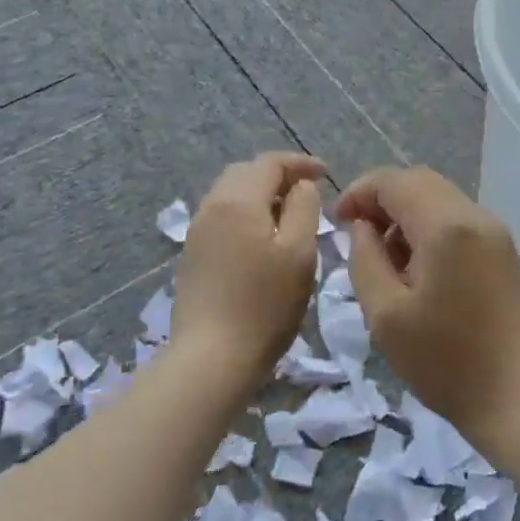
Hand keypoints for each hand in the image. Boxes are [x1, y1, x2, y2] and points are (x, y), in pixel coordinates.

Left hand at [172, 151, 324, 387]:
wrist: (211, 357)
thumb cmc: (265, 303)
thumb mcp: (299, 252)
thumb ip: (304, 208)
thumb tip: (301, 186)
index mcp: (238, 200)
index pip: (270, 162)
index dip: (300, 163)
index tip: (327, 173)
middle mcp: (212, 206)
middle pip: (246, 173)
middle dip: (278, 175)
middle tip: (308, 192)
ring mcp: (197, 231)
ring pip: (231, 194)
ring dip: (261, 194)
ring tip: (288, 215)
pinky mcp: (192, 255)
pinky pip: (222, 217)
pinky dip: (246, 213)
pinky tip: (262, 238)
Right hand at [334, 166, 519, 446]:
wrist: (518, 401)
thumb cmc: (445, 362)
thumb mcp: (385, 315)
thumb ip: (365, 259)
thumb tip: (362, 227)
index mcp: (447, 226)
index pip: (395, 181)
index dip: (359, 192)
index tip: (337, 222)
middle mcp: (476, 216)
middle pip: (420, 182)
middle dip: (383, 200)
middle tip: (358, 236)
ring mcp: (496, 233)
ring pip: (440, 199)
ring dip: (407, 215)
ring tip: (386, 260)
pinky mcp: (505, 252)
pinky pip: (459, 221)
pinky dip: (430, 229)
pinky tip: (418, 269)